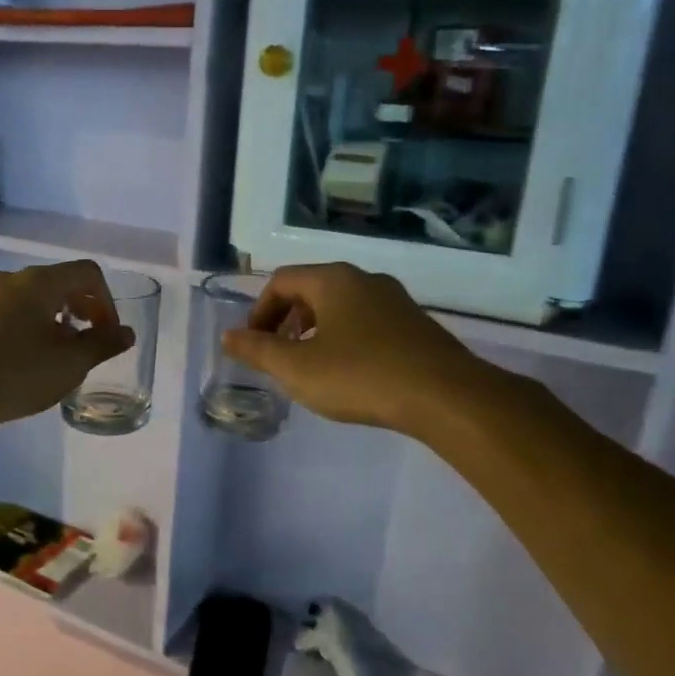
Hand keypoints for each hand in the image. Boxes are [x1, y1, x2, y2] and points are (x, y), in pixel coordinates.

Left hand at [0, 261, 134, 437]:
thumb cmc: (11, 376)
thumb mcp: (67, 365)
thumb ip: (102, 345)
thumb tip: (125, 333)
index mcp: (39, 282)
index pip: (87, 273)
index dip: (107, 302)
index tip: (107, 336)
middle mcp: (10, 278)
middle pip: (58, 282)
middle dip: (81, 310)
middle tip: (86, 344)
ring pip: (30, 298)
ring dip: (53, 320)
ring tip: (54, 356)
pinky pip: (6, 311)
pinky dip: (25, 326)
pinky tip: (19, 361)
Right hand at [221, 263, 507, 439]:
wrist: (446, 396)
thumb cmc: (360, 375)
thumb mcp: (297, 368)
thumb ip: (258, 350)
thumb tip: (228, 336)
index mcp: (333, 280)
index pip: (282, 281)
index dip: (259, 311)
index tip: (254, 344)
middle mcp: (365, 279)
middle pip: (311, 289)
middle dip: (286, 320)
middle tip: (278, 354)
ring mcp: (396, 300)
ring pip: (341, 306)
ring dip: (315, 330)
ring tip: (310, 366)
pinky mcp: (416, 325)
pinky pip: (367, 322)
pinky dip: (345, 338)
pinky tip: (350, 373)